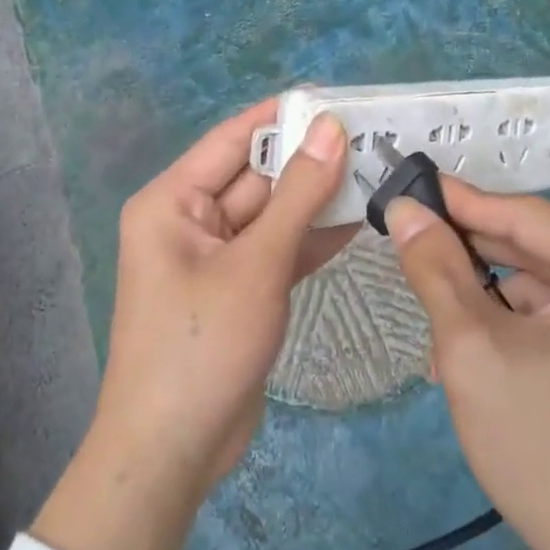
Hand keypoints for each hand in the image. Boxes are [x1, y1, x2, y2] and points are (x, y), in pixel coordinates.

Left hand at [33, 101, 352, 549]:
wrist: (174, 452)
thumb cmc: (202, 344)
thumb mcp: (256, 263)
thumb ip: (298, 195)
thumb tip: (330, 128)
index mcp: (173, 201)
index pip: (233, 139)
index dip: (282, 116)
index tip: (337, 98)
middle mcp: (190, 221)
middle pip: (257, 177)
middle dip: (309, 161)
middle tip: (374, 137)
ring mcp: (217, 259)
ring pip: (272, 215)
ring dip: (317, 200)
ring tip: (377, 172)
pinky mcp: (240, 291)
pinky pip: (277, 251)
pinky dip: (311, 239)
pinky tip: (358, 221)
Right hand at [388, 182, 549, 549]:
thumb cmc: (545, 448)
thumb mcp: (474, 349)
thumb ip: (436, 268)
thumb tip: (405, 210)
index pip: (528, 216)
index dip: (462, 203)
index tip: (410, 186)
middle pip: (543, 250)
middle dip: (476, 258)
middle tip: (414, 246)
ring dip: (497, 299)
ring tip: (441, 316)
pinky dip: (527, 325)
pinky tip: (483, 346)